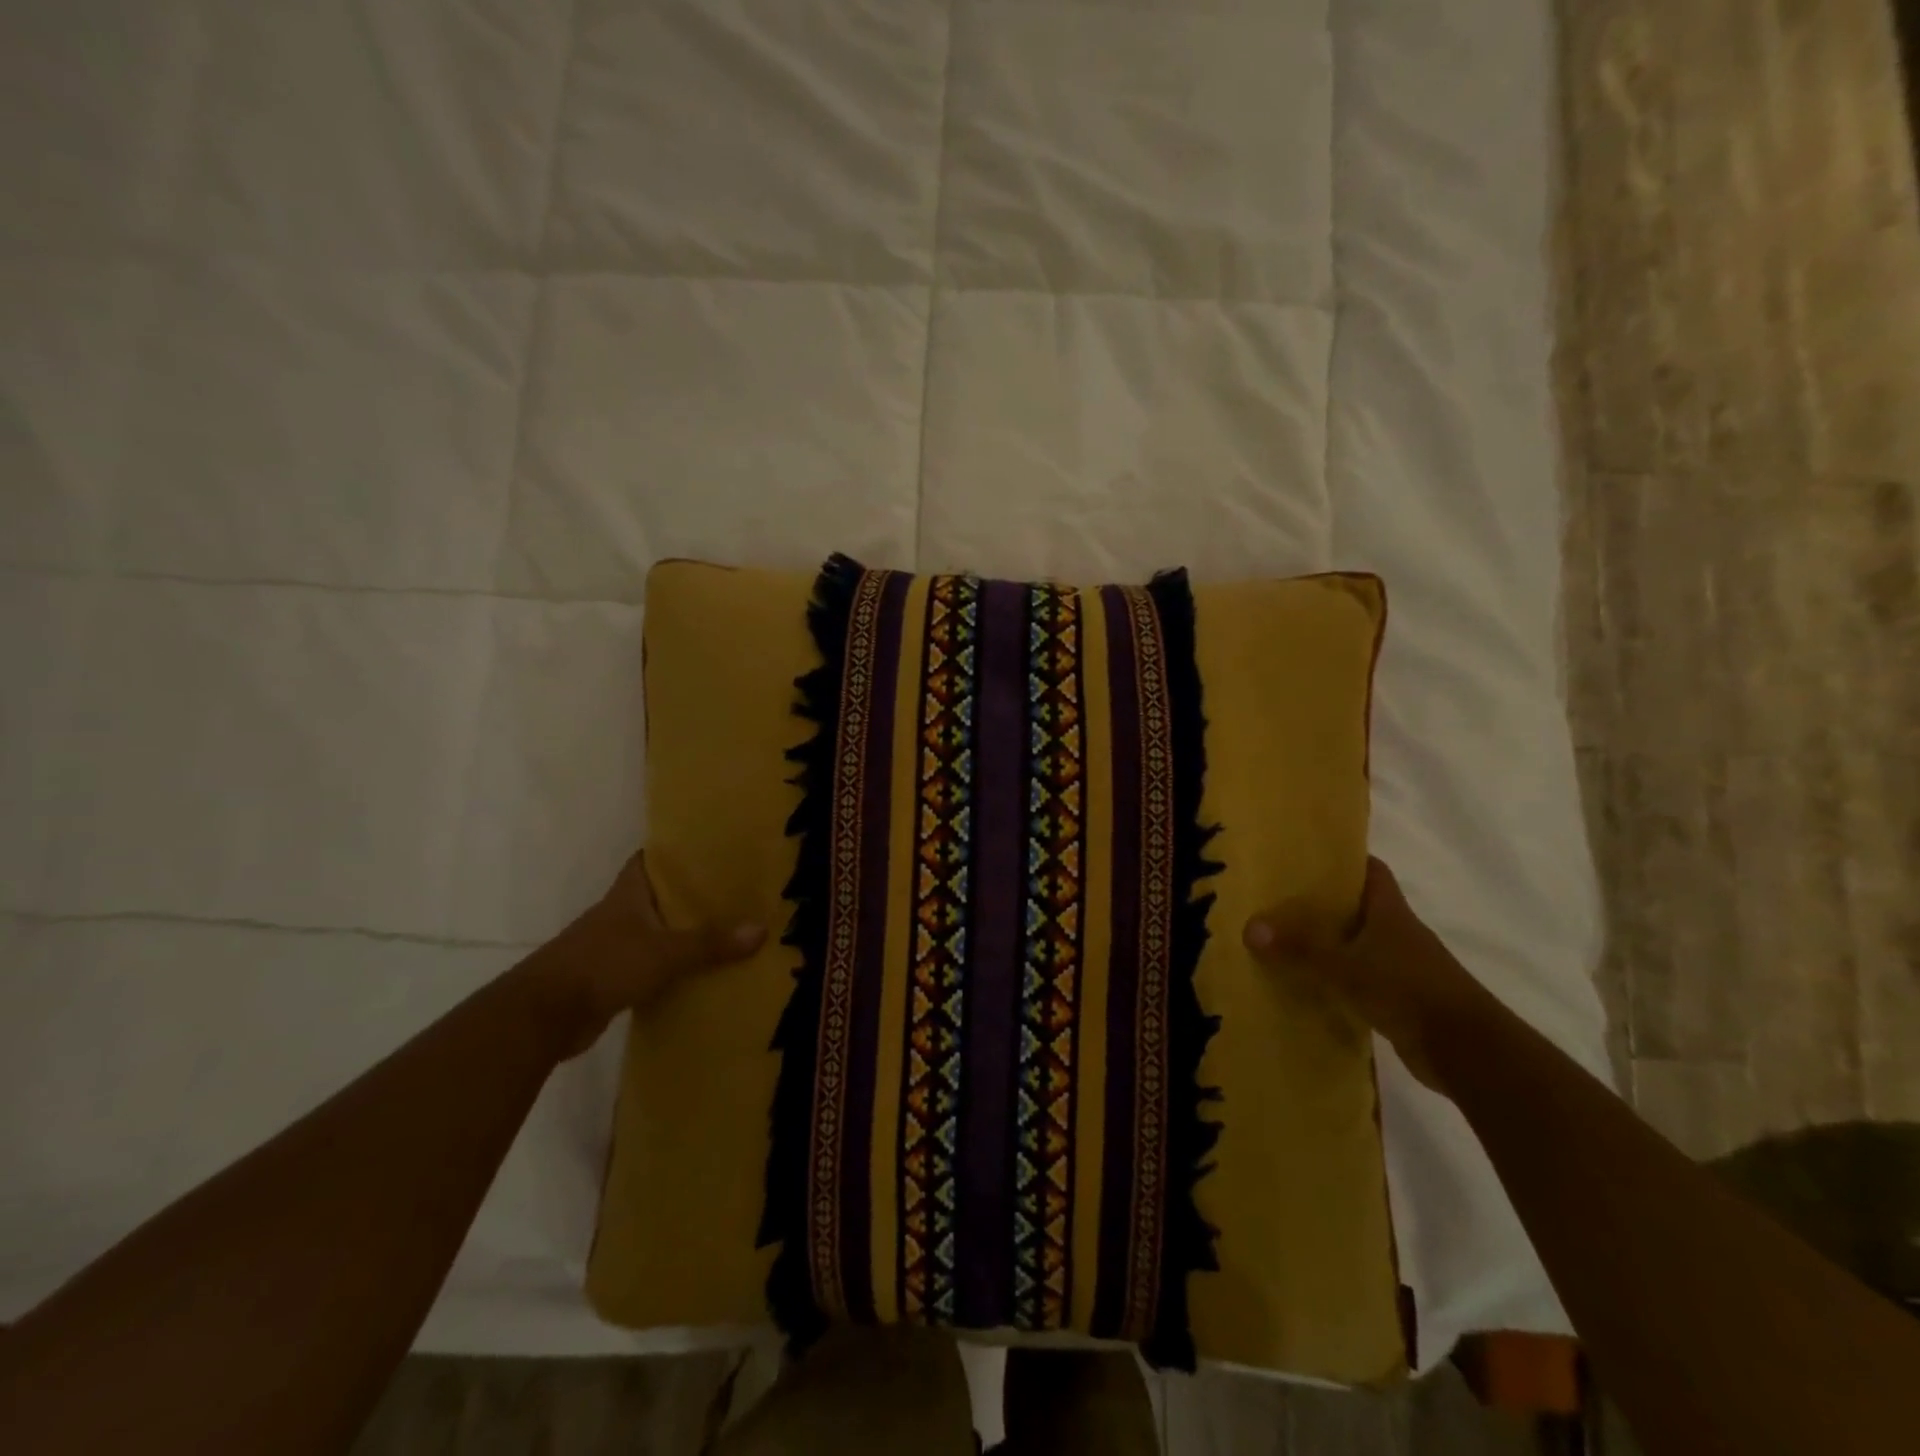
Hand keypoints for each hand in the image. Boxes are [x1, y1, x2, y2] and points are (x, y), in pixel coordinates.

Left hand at [530, 851, 766, 1057]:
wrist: (543, 1017)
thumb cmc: (603, 965)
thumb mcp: (665, 952)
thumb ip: (710, 943)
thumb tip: (761, 929)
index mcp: (627, 895)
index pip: (649, 860)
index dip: (674, 851)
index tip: (707, 847)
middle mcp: (618, 915)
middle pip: (656, 896)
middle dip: (688, 893)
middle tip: (731, 889)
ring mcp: (611, 947)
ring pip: (654, 931)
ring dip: (680, 932)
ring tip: (723, 928)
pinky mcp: (610, 979)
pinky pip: (649, 964)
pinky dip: (670, 966)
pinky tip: (697, 971)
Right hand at [1242, 857, 1490, 1094]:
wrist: (1468, 1052)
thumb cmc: (1408, 990)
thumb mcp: (1345, 966)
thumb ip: (1299, 948)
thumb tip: (1250, 927)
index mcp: (1390, 911)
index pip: (1370, 870)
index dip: (1342, 859)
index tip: (1306, 856)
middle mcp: (1398, 932)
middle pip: (1358, 906)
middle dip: (1323, 901)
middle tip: (1278, 898)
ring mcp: (1403, 967)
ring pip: (1358, 944)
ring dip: (1329, 942)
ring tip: (1284, 939)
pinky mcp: (1402, 999)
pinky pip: (1361, 978)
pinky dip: (1338, 978)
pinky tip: (1308, 983)